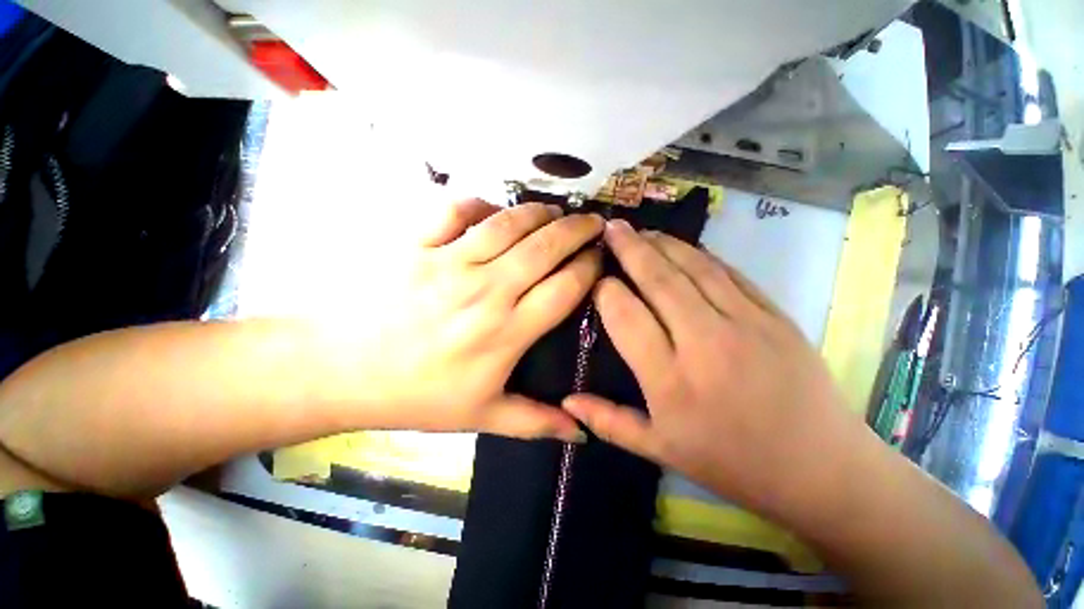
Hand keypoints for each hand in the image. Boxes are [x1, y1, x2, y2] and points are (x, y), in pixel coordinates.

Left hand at [353, 199, 601, 441]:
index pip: (565, 289)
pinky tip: (494, 211)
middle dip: (577, 230)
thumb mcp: (481, 418)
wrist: (338, 371)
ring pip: (508, 224)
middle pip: (545, 248)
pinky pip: (456, 210)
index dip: (589, 268)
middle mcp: (485, 290)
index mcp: (505, 332)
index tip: (601, 259)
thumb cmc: (415, 396)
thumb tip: (582, 432)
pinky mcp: (416, 244)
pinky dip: (481, 204)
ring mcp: (449, 262)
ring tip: (555, 211)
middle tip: (594, 222)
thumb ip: (536, 422)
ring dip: (539, 213)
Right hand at [562, 220, 857, 511]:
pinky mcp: (775, 314)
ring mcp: (745, 323)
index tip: (596, 279)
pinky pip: (729, 273)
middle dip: (630, 249)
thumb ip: (608, 421)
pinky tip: (683, 247)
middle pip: (658, 280)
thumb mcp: (660, 450)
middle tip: (610, 228)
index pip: (626, 316)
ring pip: (694, 268)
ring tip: (641, 230)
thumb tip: (566, 401)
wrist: (819, 468)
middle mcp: (704, 343)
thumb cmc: (731, 463)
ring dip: (663, 244)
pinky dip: (701, 255)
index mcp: (670, 380)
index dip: (606, 290)